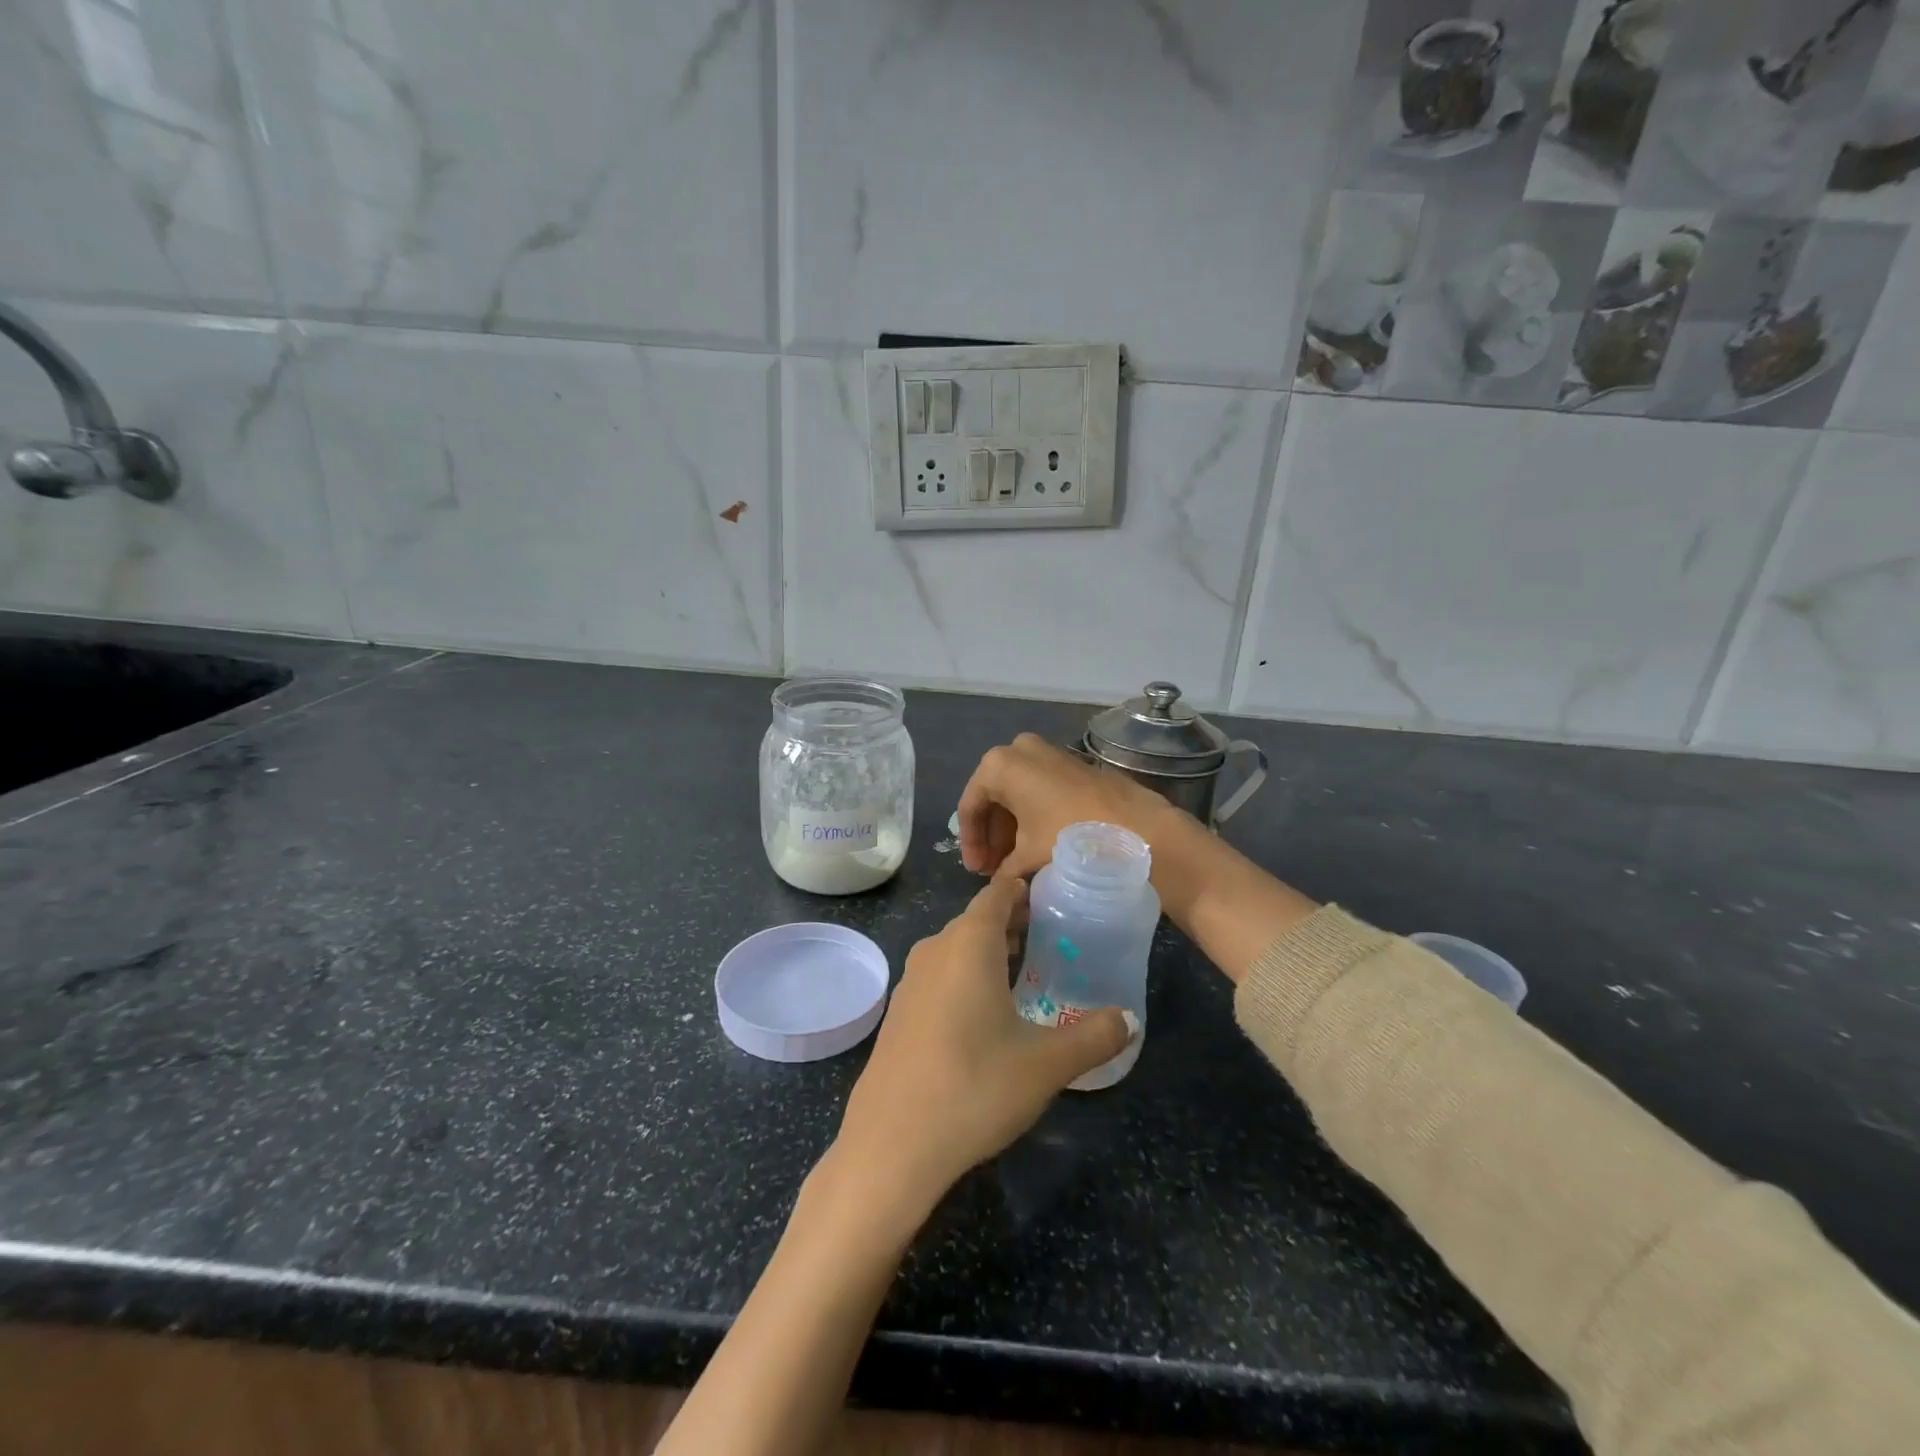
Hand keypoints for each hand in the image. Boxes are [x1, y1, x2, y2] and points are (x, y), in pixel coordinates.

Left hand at [833, 876, 1135, 1220]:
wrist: (891, 1145)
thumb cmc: (975, 1087)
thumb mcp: (1047, 1064)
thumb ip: (1094, 1036)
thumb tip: (1130, 1020)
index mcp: (969, 944)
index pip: (997, 894)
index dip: (1024, 889)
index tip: (1053, 895)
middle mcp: (935, 950)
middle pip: (976, 920)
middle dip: (1012, 922)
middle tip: (1051, 935)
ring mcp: (910, 982)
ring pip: (955, 949)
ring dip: (988, 952)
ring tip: (1024, 971)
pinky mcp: (898, 1014)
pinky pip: (939, 977)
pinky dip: (965, 977)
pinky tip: (984, 1014)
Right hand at [958, 733, 1179, 878]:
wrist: (1136, 826)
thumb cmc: (1070, 836)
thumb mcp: (1028, 856)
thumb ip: (1004, 870)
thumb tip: (1000, 885)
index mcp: (998, 765)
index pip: (970, 807)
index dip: (970, 843)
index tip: (977, 873)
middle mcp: (1019, 749)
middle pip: (993, 798)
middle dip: (992, 836)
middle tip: (994, 870)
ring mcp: (1047, 752)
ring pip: (1017, 793)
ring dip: (1011, 828)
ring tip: (1015, 864)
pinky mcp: (1070, 762)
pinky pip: (1038, 789)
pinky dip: (1032, 815)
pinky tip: (1037, 845)